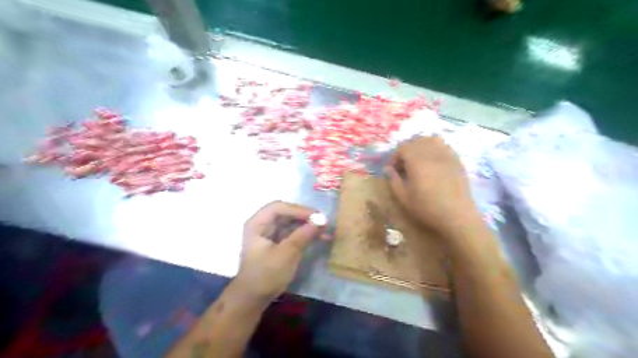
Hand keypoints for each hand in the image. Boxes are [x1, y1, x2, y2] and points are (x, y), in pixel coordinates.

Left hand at [234, 201, 323, 304]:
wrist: (254, 299)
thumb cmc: (265, 275)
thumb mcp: (286, 254)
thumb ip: (302, 235)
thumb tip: (321, 221)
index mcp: (257, 224)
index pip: (279, 208)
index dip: (298, 210)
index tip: (316, 217)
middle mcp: (263, 225)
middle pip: (286, 214)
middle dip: (305, 217)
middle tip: (323, 222)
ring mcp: (270, 235)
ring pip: (291, 223)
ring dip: (307, 225)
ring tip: (325, 230)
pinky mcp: (277, 244)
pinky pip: (293, 233)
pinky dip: (305, 234)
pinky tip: (319, 238)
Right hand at [383, 137, 483, 239]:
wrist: (457, 216)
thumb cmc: (428, 208)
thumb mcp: (404, 198)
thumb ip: (393, 181)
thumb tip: (387, 169)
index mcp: (417, 162)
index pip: (403, 148)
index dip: (394, 157)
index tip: (392, 169)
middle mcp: (432, 154)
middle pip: (416, 141)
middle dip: (406, 150)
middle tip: (403, 165)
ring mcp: (446, 155)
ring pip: (431, 140)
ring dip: (421, 146)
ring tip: (417, 159)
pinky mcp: (457, 161)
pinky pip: (444, 146)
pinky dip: (435, 148)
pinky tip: (433, 162)